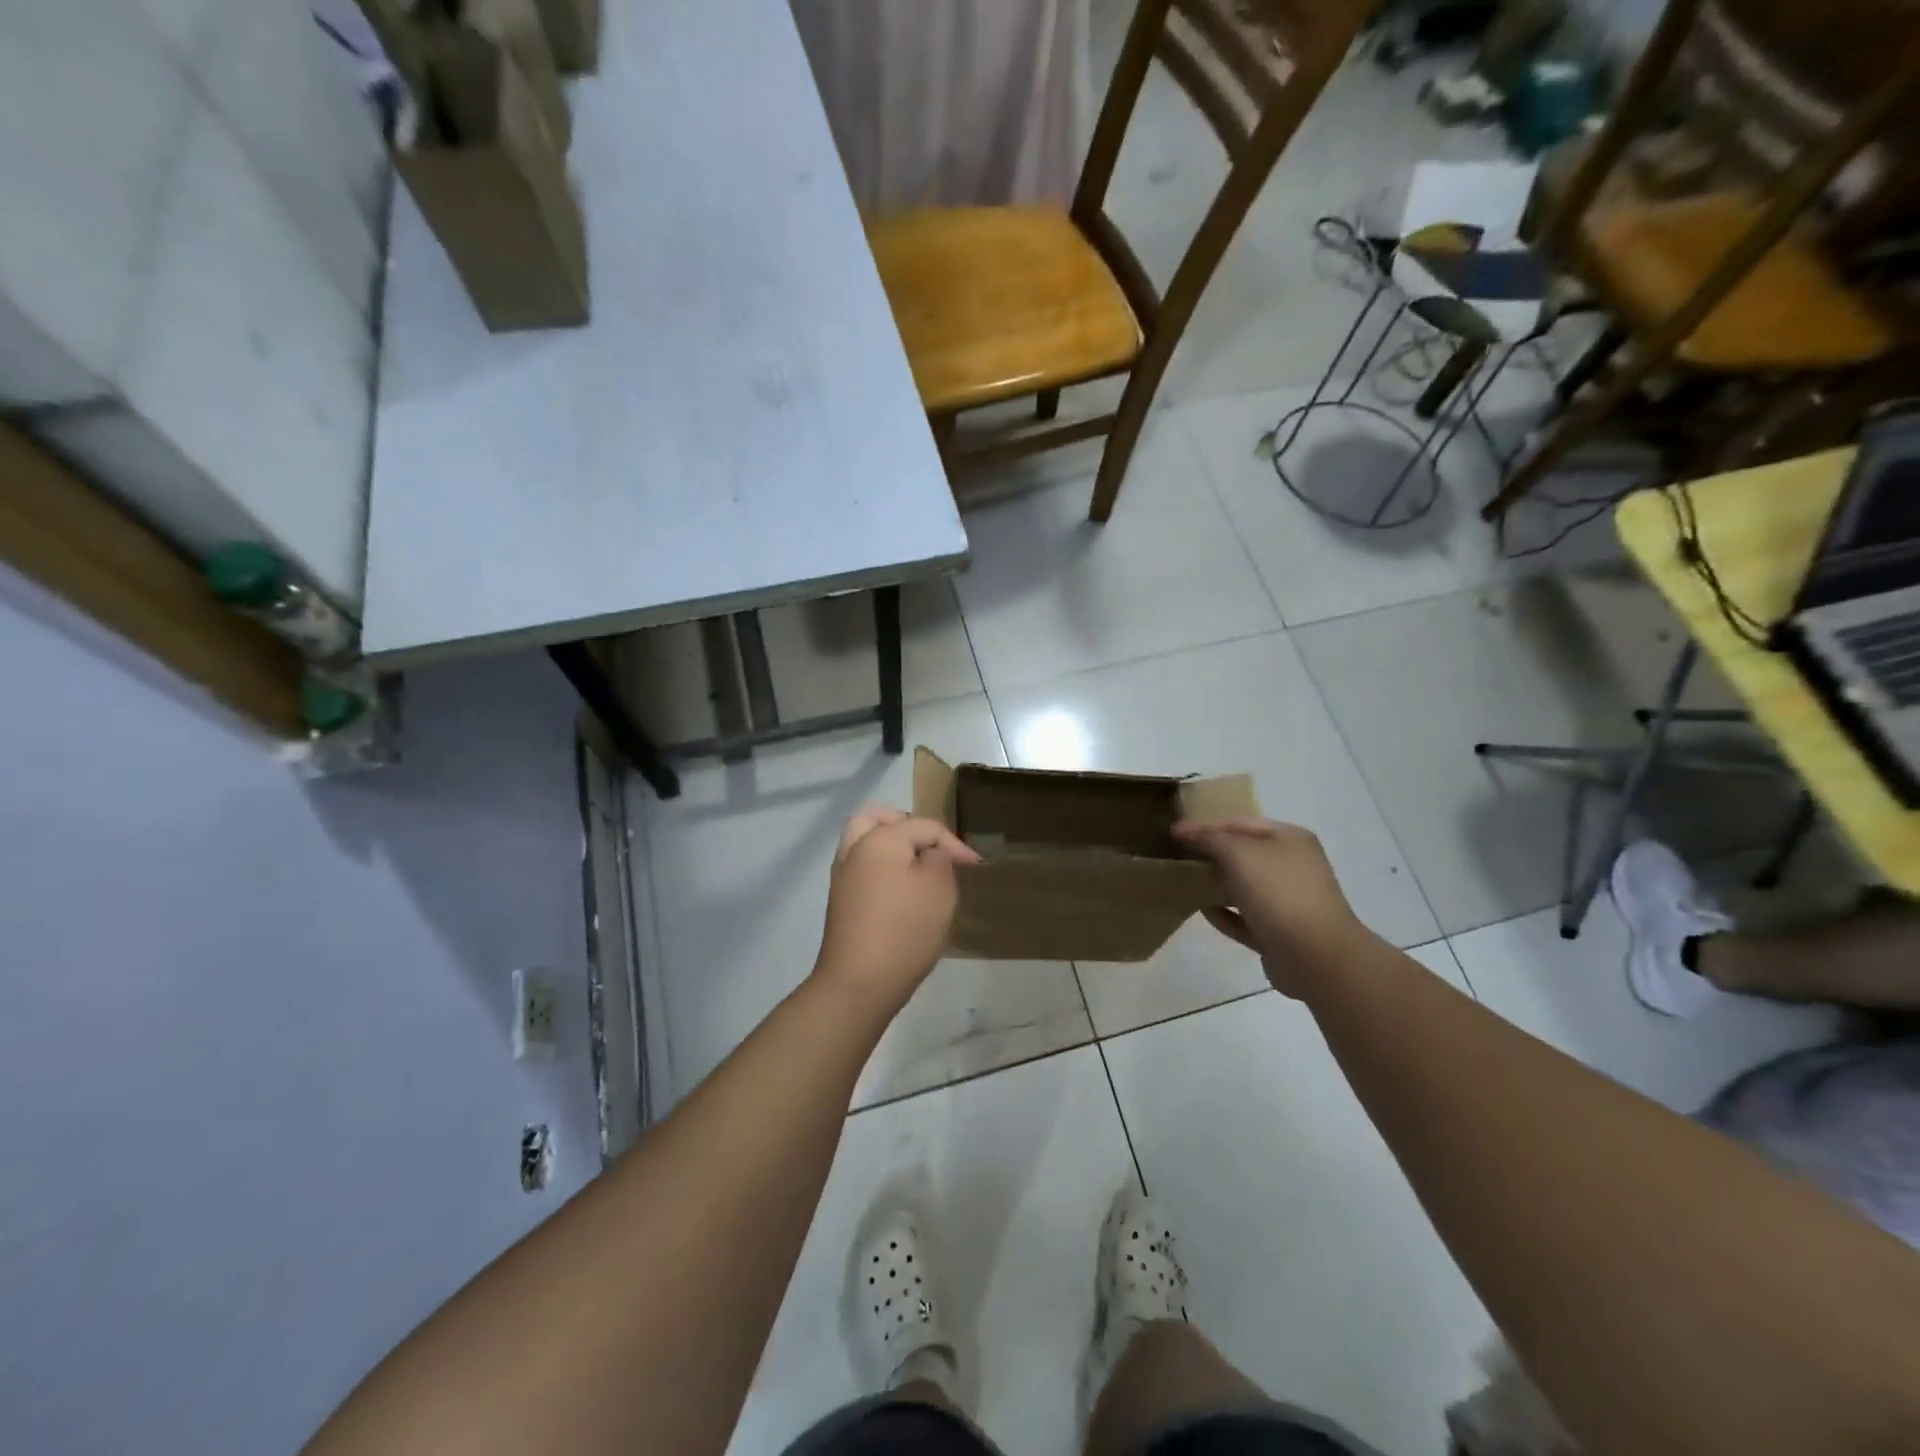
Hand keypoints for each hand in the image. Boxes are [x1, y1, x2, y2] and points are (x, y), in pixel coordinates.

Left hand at [812, 805, 980, 1015]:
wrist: (858, 983)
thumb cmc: (905, 930)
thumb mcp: (939, 889)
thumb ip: (939, 859)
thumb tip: (930, 853)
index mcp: (880, 838)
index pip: (924, 826)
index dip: (954, 843)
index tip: (974, 867)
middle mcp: (855, 849)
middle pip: (877, 818)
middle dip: (906, 825)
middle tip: (931, 845)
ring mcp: (842, 876)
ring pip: (864, 841)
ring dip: (889, 844)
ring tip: (917, 864)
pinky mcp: (840, 901)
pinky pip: (860, 866)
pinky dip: (880, 865)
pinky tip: (901, 889)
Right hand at [1172, 817, 1365, 996]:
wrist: (1315, 956)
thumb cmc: (1278, 892)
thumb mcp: (1238, 852)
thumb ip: (1209, 838)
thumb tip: (1184, 832)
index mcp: (1289, 839)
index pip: (1240, 823)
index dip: (1205, 825)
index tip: (1173, 833)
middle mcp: (1292, 866)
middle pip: (1243, 854)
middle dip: (1210, 854)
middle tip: (1176, 856)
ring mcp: (1287, 901)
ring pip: (1244, 887)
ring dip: (1215, 884)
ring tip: (1184, 882)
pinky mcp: (1278, 933)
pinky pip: (1244, 918)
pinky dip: (1224, 913)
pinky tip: (1202, 910)